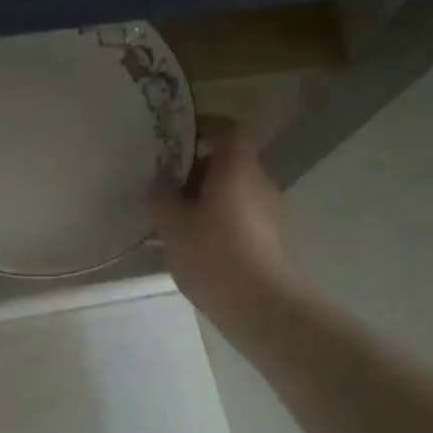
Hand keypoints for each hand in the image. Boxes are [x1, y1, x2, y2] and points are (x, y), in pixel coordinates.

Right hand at [151, 115, 297, 322]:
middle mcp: (259, 182)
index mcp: (237, 168)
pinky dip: (217, 220)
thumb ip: (162, 195)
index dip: (206, 126)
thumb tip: (162, 178)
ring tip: (174, 220)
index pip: (229, 129)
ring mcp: (269, 212)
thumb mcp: (173, 225)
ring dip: (205, 198)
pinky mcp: (270, 239)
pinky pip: (239, 216)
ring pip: (233, 191)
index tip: (179, 136)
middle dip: (196, 169)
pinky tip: (195, 245)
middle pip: (229, 162)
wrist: (262, 306)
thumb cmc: (213, 255)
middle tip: (165, 186)